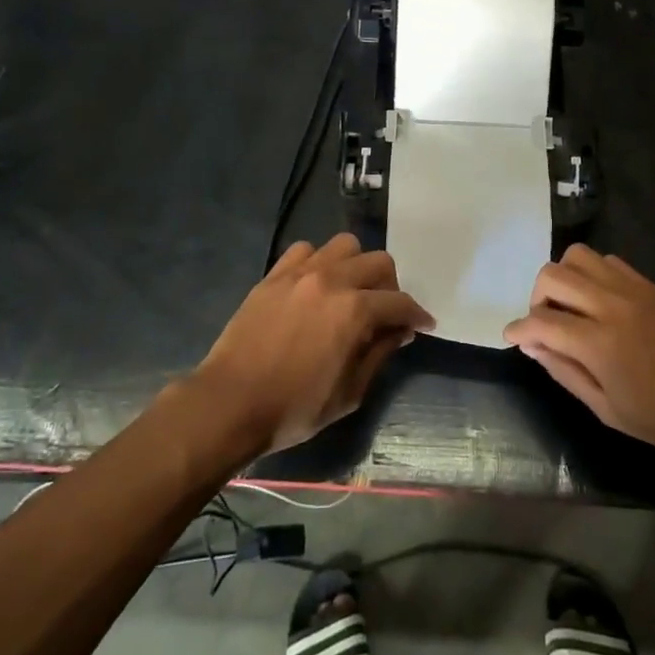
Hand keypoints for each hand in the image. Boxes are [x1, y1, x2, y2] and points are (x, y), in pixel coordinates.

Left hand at [192, 234, 434, 456]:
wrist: (230, 403)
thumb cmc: (294, 408)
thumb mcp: (349, 393)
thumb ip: (379, 354)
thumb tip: (399, 331)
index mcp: (354, 311)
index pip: (400, 302)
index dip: (417, 315)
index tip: (423, 325)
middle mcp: (332, 280)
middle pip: (378, 262)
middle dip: (391, 286)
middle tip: (385, 312)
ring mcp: (300, 272)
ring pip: (344, 245)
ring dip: (356, 265)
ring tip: (351, 291)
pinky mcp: (274, 275)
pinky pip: (305, 250)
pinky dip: (318, 262)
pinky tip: (315, 286)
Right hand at [504, 245, 654, 470]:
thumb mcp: (610, 411)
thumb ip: (565, 374)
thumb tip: (533, 347)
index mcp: (599, 343)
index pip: (541, 322)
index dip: (518, 330)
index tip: (512, 338)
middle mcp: (612, 305)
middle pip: (552, 276)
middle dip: (536, 299)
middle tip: (545, 326)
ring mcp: (634, 289)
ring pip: (578, 256)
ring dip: (564, 279)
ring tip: (571, 308)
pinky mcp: (651, 284)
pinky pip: (608, 261)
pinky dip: (592, 275)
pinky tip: (601, 303)